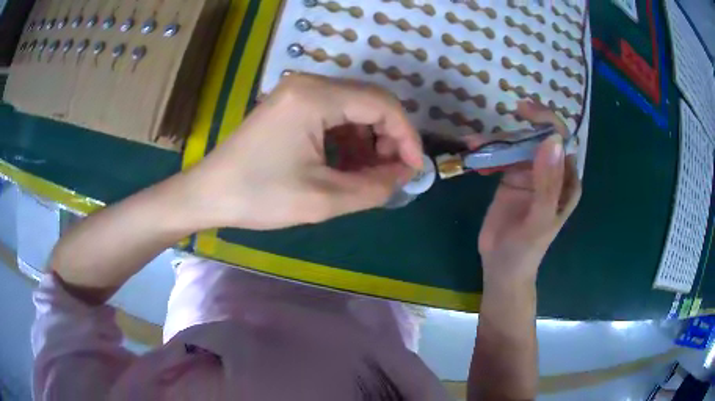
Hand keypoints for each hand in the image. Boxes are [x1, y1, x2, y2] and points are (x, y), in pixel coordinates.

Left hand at [185, 73, 423, 229]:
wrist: (209, 194)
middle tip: (391, 174)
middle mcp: (308, 84)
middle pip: (369, 102)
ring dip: (369, 140)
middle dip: (388, 138)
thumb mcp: (323, 199)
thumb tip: (403, 176)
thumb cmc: (259, 197)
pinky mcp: (290, 105)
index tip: (413, 169)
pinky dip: (348, 139)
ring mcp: (297, 92)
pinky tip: (346, 164)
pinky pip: (333, 114)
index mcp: (315, 97)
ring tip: (368, 174)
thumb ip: (373, 187)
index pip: (381, 104)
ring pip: (353, 108)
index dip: (406, 136)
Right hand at [466, 101, 581, 284]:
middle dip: (516, 129)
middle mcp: (551, 172)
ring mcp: (530, 174)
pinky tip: (474, 157)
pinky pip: (501, 157)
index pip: (562, 142)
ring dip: (496, 140)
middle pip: (537, 138)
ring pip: (516, 145)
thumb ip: (548, 183)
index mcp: (566, 181)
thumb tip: (552, 141)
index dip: (546, 121)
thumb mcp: (540, 219)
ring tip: (473, 143)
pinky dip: (488, 153)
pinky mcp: (511, 178)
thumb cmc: (526, 249)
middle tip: (492, 126)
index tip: (523, 111)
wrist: (502, 268)